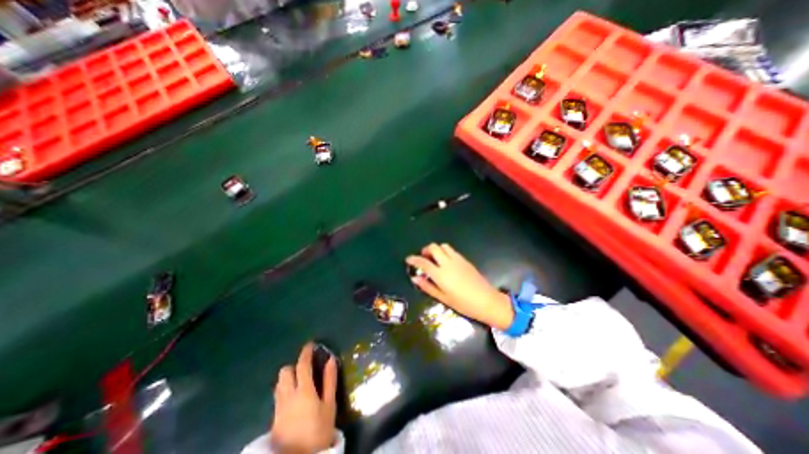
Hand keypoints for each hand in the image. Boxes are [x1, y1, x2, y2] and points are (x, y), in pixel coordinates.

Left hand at [269, 344, 337, 452]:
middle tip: (305, 367)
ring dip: (288, 377)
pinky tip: (293, 396)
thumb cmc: (319, 430)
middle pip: (285, 372)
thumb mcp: (330, 405)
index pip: (302, 365)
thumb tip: (331, 359)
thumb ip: (330, 380)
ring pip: (279, 383)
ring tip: (299, 380)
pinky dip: (285, 388)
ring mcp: (279, 407)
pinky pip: (278, 395)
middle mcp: (288, 395)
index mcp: (303, 390)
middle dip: (294, 365)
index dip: (306, 352)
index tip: (310, 344)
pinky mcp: (274, 418)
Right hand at [404, 244, 511, 329]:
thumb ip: (427, 287)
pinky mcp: (465, 260)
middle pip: (433, 247)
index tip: (408, 259)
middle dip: (425, 250)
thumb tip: (415, 278)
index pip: (423, 262)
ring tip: (435, 259)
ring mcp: (457, 259)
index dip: (414, 259)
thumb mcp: (443, 298)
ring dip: (436, 249)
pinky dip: (445, 252)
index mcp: (441, 274)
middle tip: (423, 258)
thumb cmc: (463, 303)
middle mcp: (448, 263)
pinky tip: (446, 262)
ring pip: (443, 246)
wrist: (487, 301)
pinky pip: (452, 250)